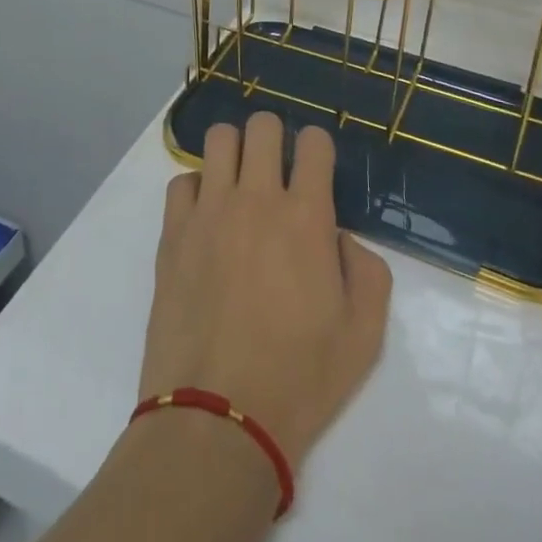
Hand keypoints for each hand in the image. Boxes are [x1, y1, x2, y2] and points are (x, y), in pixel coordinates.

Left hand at [141, 114, 391, 468]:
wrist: (219, 416)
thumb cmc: (299, 378)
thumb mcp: (365, 335)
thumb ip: (367, 271)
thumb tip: (340, 237)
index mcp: (306, 217)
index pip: (314, 142)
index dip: (318, 148)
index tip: (315, 169)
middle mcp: (256, 199)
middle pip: (262, 126)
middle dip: (274, 138)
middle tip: (276, 170)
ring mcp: (209, 211)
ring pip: (218, 139)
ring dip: (233, 151)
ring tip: (238, 183)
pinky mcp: (173, 232)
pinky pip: (181, 180)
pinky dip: (197, 189)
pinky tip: (205, 218)